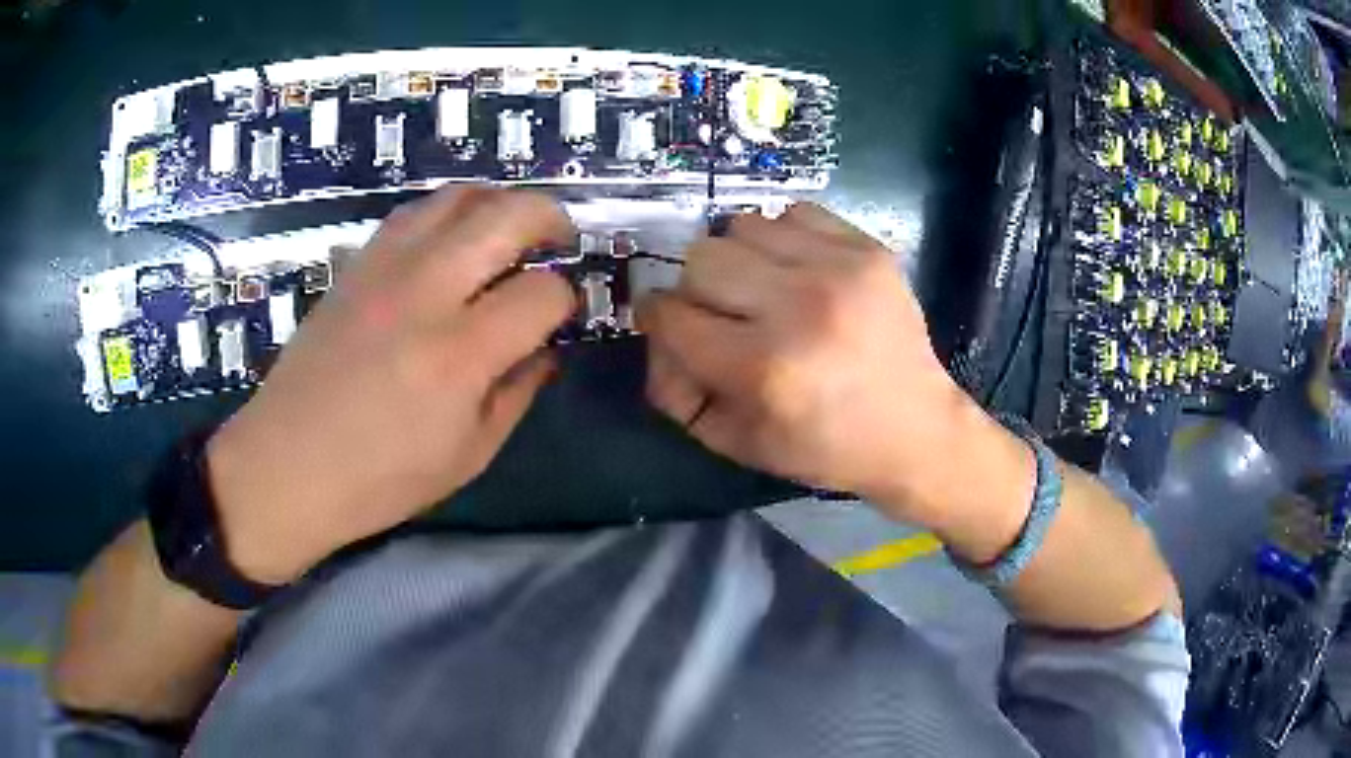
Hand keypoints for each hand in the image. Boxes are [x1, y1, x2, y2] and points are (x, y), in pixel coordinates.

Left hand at [207, 187, 576, 583]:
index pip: (542, 293)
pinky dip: (447, 213)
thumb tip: (546, 350)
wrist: (287, 466)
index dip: (564, 300)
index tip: (559, 317)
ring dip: (498, 203)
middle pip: (508, 215)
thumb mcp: (467, 456)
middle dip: (550, 218)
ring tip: (508, 230)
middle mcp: (425, 292)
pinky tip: (450, 242)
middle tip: (561, 240)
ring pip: (458, 197)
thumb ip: (516, 394)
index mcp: (459, 354)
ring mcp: (384, 269)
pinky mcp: (355, 266)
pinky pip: (412, 213)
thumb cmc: (379, 480)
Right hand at [641, 203, 1027, 528]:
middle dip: (696, 288)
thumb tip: (654, 335)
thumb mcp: (737, 443)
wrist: (917, 430)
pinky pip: (793, 213)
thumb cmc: (825, 447)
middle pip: (701, 259)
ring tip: (762, 288)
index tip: (666, 322)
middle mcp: (798, 308)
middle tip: (721, 311)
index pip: (671, 315)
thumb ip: (676, 393)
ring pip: (742, 226)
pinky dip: (782, 238)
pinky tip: (798, 270)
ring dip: (739, 258)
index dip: (657, 317)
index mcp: (763, 368)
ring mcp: (838, 270)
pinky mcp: (868, 249)